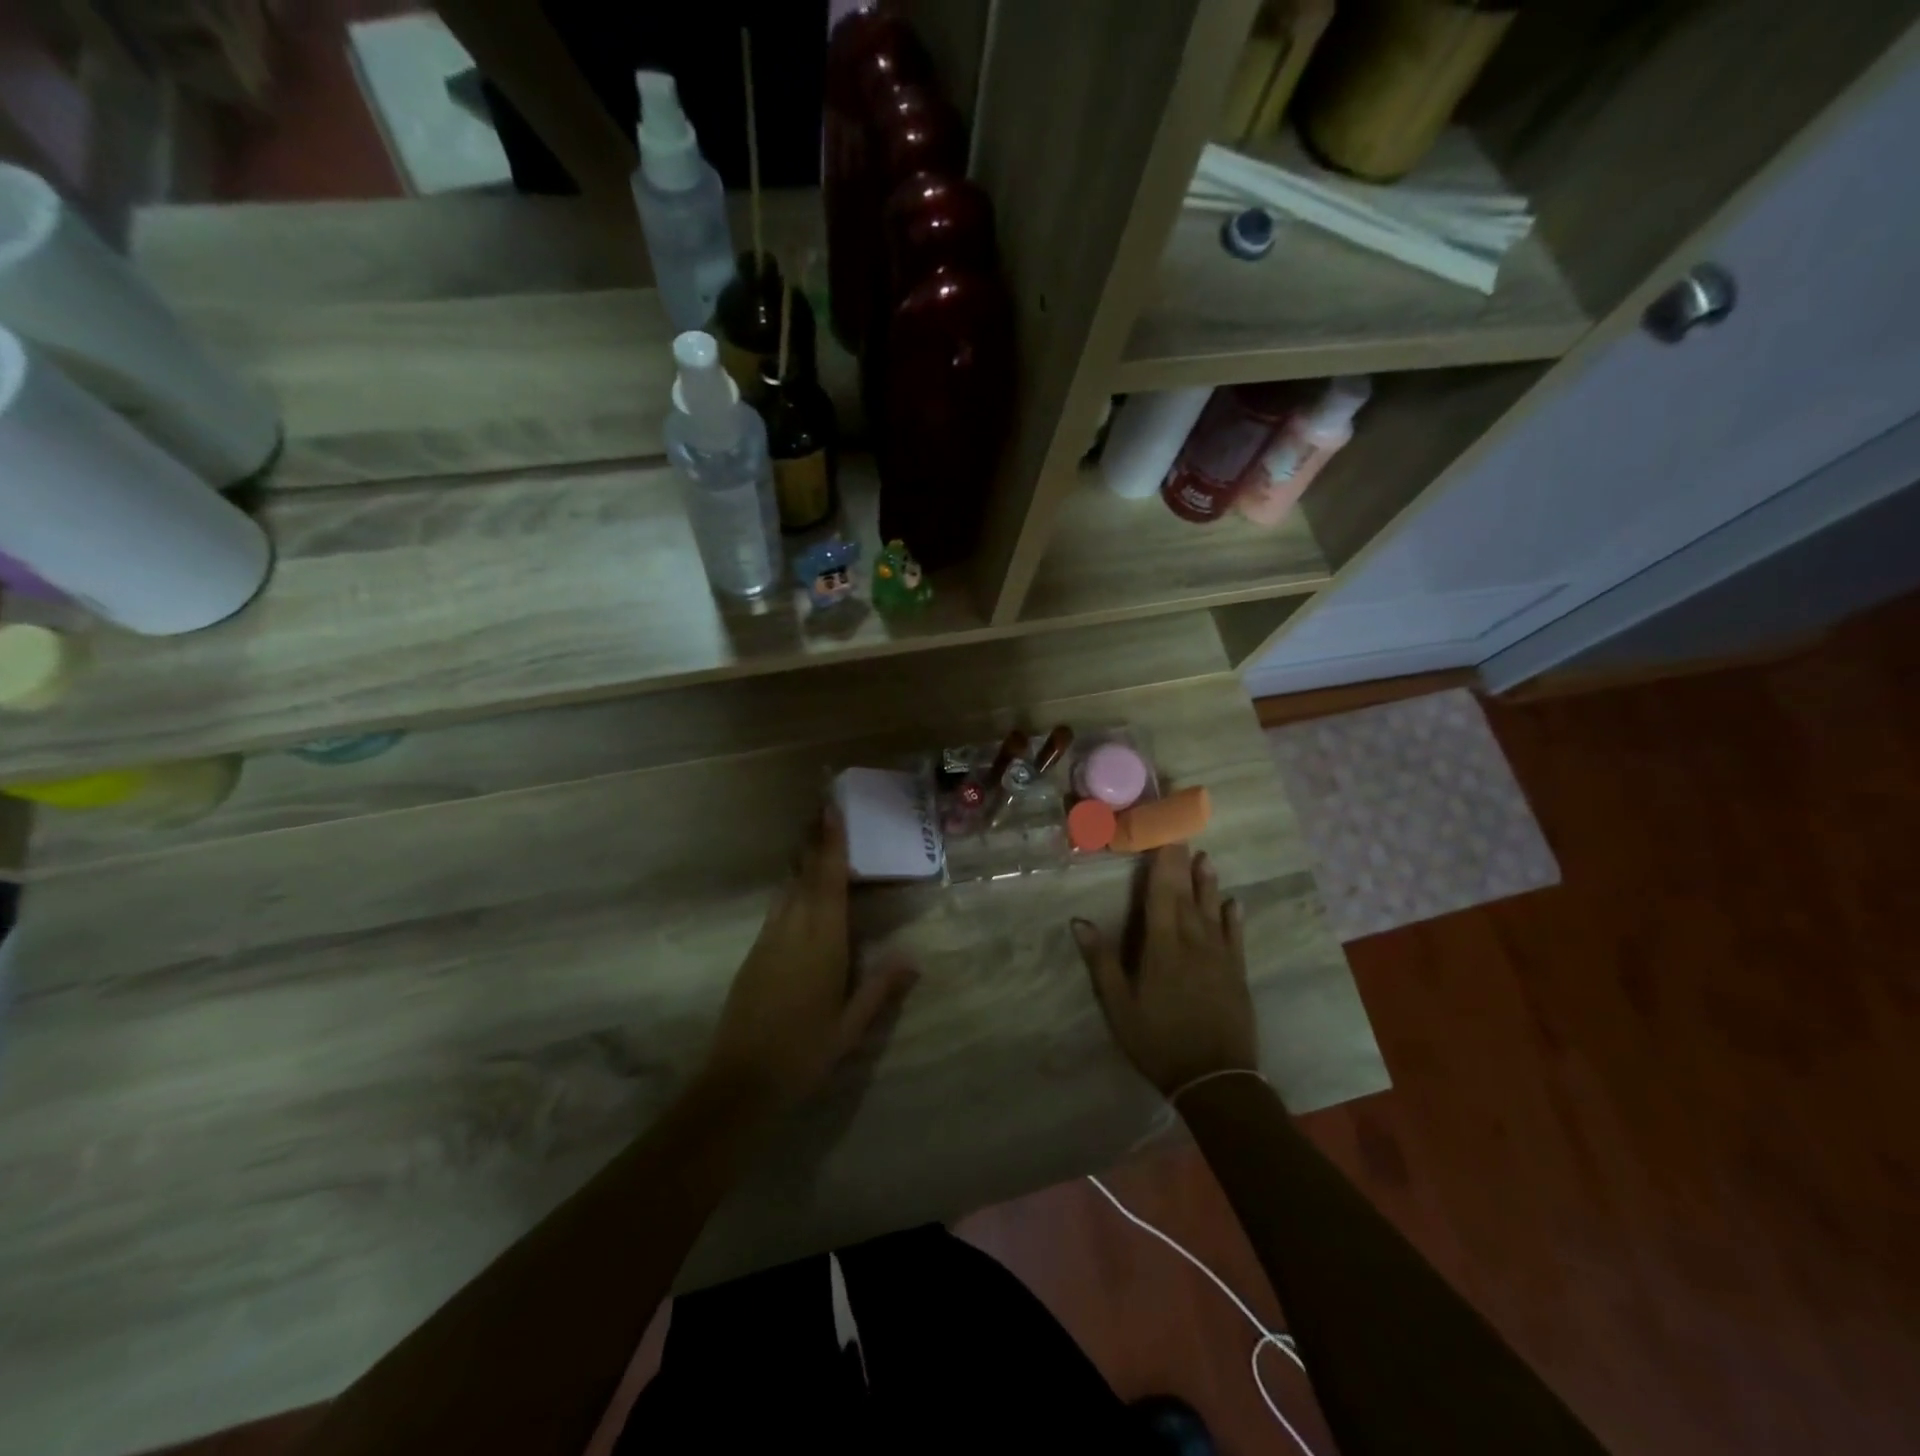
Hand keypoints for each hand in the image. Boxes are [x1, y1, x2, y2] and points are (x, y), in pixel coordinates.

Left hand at [705, 808, 916, 1111]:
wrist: (739, 1082)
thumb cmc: (803, 1053)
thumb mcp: (850, 1026)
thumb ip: (880, 988)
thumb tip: (913, 957)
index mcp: (821, 942)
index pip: (828, 881)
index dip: (831, 844)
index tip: (831, 809)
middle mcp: (792, 929)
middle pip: (805, 874)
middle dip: (815, 840)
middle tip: (822, 807)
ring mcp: (768, 940)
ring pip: (788, 888)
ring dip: (801, 859)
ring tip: (813, 838)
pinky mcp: (754, 953)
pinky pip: (778, 907)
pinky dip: (791, 888)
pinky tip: (797, 889)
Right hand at [1072, 847, 1257, 1096]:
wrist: (1216, 1080)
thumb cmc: (1159, 1042)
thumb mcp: (1119, 1006)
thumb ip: (1102, 962)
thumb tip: (1079, 922)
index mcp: (1162, 946)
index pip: (1160, 892)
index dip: (1161, 860)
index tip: (1162, 832)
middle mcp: (1193, 942)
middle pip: (1187, 894)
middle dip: (1183, 862)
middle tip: (1184, 832)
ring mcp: (1219, 956)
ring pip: (1212, 909)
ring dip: (1208, 882)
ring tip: (1207, 857)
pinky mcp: (1236, 973)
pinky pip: (1235, 936)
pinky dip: (1233, 917)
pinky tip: (1234, 903)